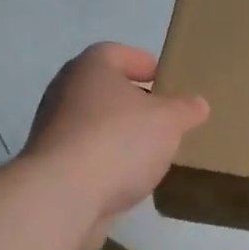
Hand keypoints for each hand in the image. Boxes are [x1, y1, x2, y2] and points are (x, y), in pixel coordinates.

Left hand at [26, 43, 209, 249]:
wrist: (62, 196)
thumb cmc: (118, 141)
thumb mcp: (168, 121)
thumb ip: (185, 109)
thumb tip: (197, 103)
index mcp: (91, 67)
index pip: (118, 53)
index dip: (144, 63)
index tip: (166, 80)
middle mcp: (65, 90)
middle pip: (106, 89)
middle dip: (135, 101)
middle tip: (165, 116)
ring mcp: (52, 129)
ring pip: (95, 123)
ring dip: (120, 133)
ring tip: (152, 150)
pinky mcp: (51, 165)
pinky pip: (87, 154)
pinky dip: (107, 160)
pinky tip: (129, 177)